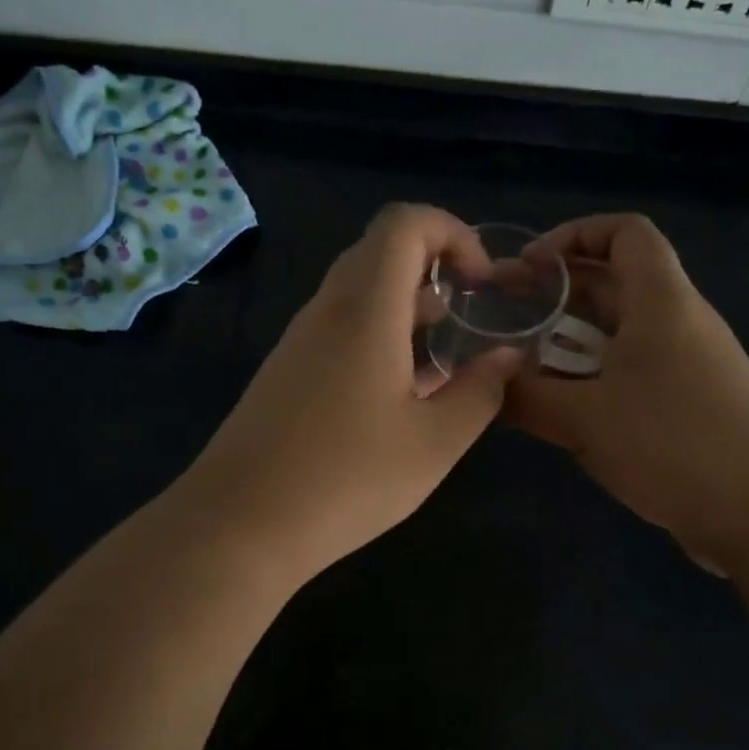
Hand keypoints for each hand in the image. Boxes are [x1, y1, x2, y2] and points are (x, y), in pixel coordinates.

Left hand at [178, 204, 521, 582]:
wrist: (240, 525)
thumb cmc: (348, 479)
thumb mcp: (434, 442)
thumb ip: (481, 392)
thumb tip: (509, 356)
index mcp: (365, 308)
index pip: (405, 224)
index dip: (453, 233)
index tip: (483, 282)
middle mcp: (326, 310)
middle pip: (380, 252)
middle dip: (434, 268)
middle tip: (469, 313)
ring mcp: (299, 342)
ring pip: (358, 295)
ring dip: (406, 308)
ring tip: (444, 356)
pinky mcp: (284, 374)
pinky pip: (338, 331)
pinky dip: (378, 339)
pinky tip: (399, 396)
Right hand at [505, 214, 748, 570]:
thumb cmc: (673, 444)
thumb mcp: (584, 419)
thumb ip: (527, 396)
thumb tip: (489, 380)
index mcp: (661, 302)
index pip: (625, 233)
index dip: (574, 236)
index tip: (528, 268)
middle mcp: (679, 322)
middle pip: (616, 283)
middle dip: (558, 293)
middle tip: (504, 316)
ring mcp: (689, 366)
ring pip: (622, 334)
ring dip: (571, 343)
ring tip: (522, 368)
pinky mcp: (692, 405)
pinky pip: (633, 374)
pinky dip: (594, 380)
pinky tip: (564, 412)